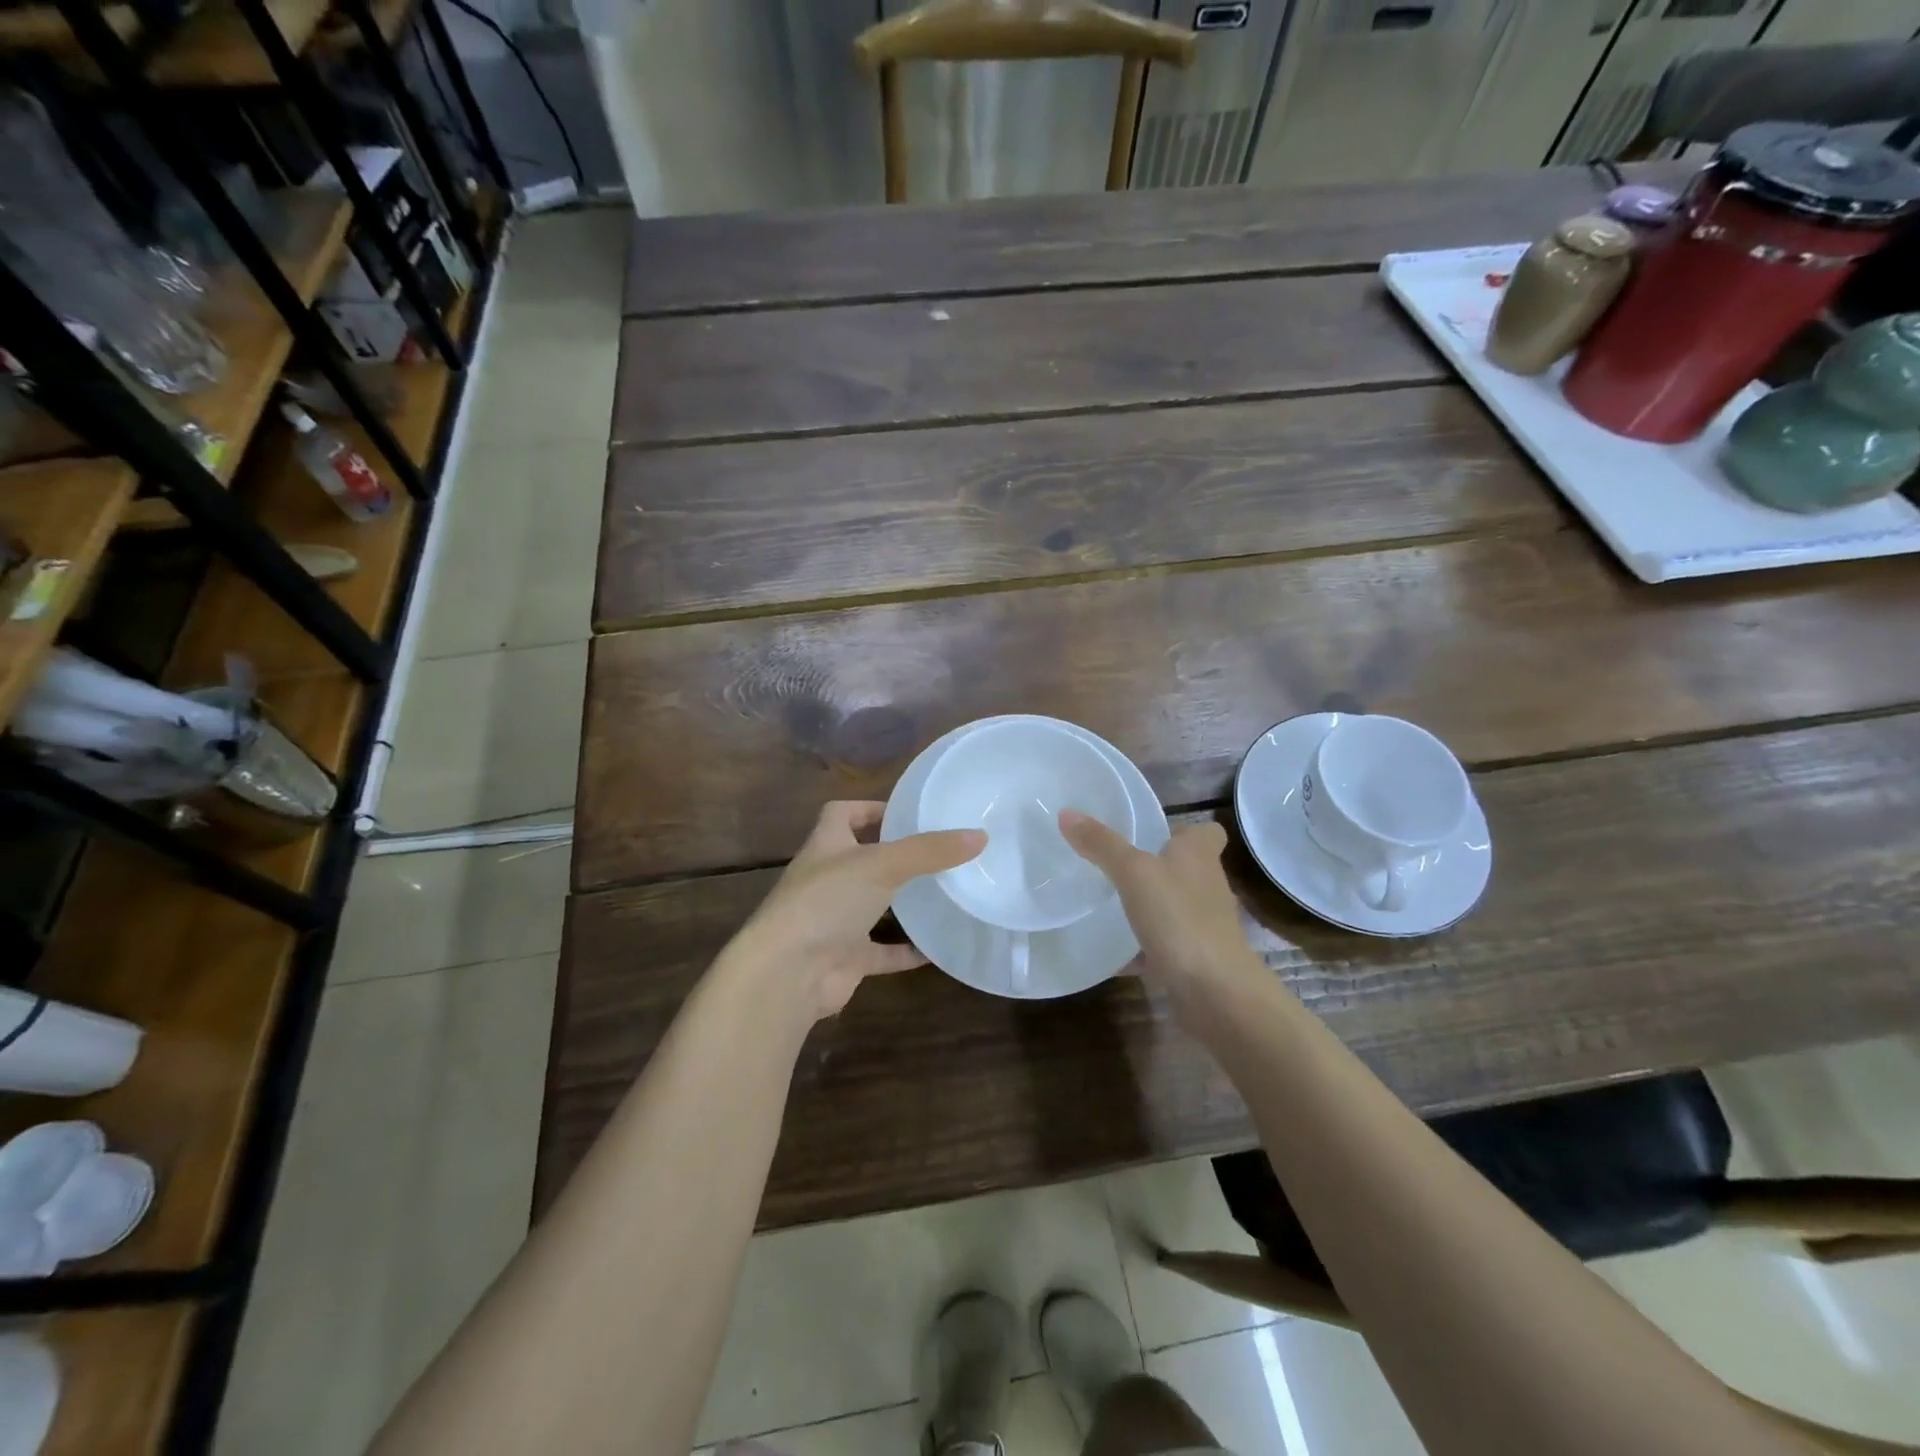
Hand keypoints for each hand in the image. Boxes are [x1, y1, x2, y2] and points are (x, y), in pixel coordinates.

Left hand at [723, 801, 983, 1021]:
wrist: (788, 974)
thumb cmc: (827, 902)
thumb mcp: (882, 864)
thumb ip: (930, 850)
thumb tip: (980, 836)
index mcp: (826, 846)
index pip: (841, 814)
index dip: (870, 808)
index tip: (907, 813)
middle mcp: (827, 880)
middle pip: (861, 859)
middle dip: (894, 855)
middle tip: (939, 851)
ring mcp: (834, 921)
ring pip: (873, 905)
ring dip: (902, 901)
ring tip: (944, 891)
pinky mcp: (845, 958)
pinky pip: (882, 951)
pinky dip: (907, 950)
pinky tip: (938, 947)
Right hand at [1059, 810, 1262, 1002]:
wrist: (1215, 991)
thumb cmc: (1179, 918)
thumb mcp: (1133, 873)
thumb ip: (1102, 844)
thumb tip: (1067, 813)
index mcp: (1199, 856)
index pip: (1206, 831)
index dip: (1184, 829)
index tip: (1153, 832)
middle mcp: (1207, 886)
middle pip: (1187, 868)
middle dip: (1158, 866)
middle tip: (1116, 865)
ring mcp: (1205, 925)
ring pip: (1175, 906)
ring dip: (1151, 906)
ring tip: (1110, 905)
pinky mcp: (1196, 958)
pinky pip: (1165, 945)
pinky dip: (1143, 948)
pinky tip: (1114, 953)